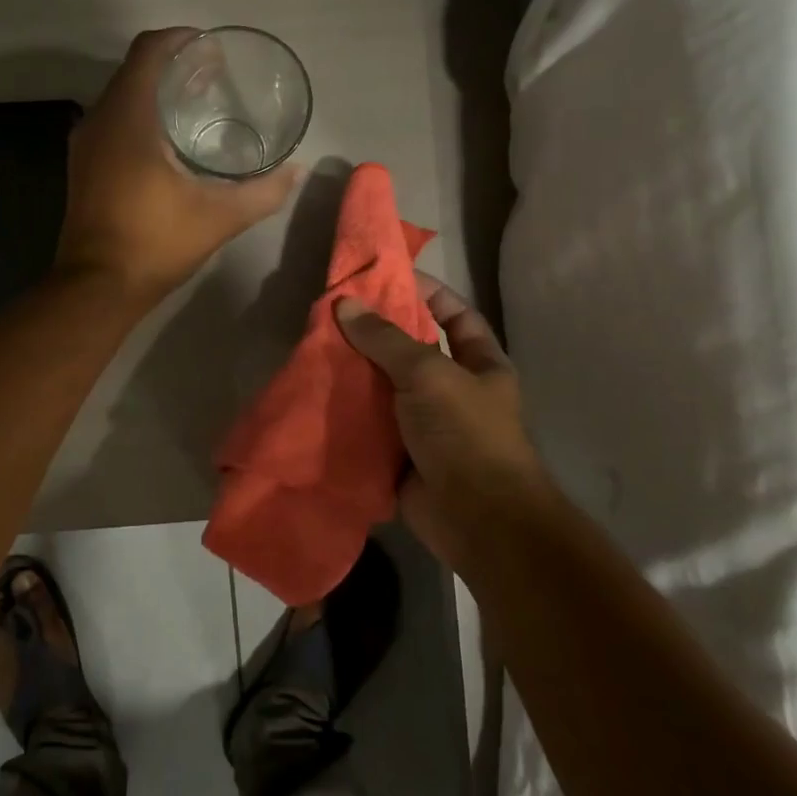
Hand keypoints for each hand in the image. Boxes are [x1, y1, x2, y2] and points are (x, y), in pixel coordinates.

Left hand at [56, 28, 295, 304]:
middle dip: (174, 66)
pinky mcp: (83, 167)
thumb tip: (295, 171)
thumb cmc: (155, 243)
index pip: (149, 51)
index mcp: (128, 117)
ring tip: (196, 103)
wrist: (97, 287)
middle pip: (135, 71)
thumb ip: (262, 192)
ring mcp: (85, 145)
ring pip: (122, 98)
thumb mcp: (218, 217)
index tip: (212, 49)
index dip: (181, 40)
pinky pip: (113, 122)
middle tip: (214, 76)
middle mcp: (99, 120)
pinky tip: (168, 142)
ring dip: (156, 93)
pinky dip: (140, 117)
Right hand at [335, 274, 551, 575]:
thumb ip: (386, 339)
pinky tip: (316, 393)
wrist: (476, 518)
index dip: (427, 293)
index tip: (386, 277)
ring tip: (316, 347)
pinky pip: (369, 423)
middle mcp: (453, 390)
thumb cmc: (466, 433)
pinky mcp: (399, 453)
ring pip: (385, 388)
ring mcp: (425, 424)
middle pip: (412, 350)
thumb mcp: (428, 374)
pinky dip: (347, 412)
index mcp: (480, 365)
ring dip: (355, 373)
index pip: (455, 315)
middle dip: (376, 334)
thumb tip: (345, 303)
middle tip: (334, 313)